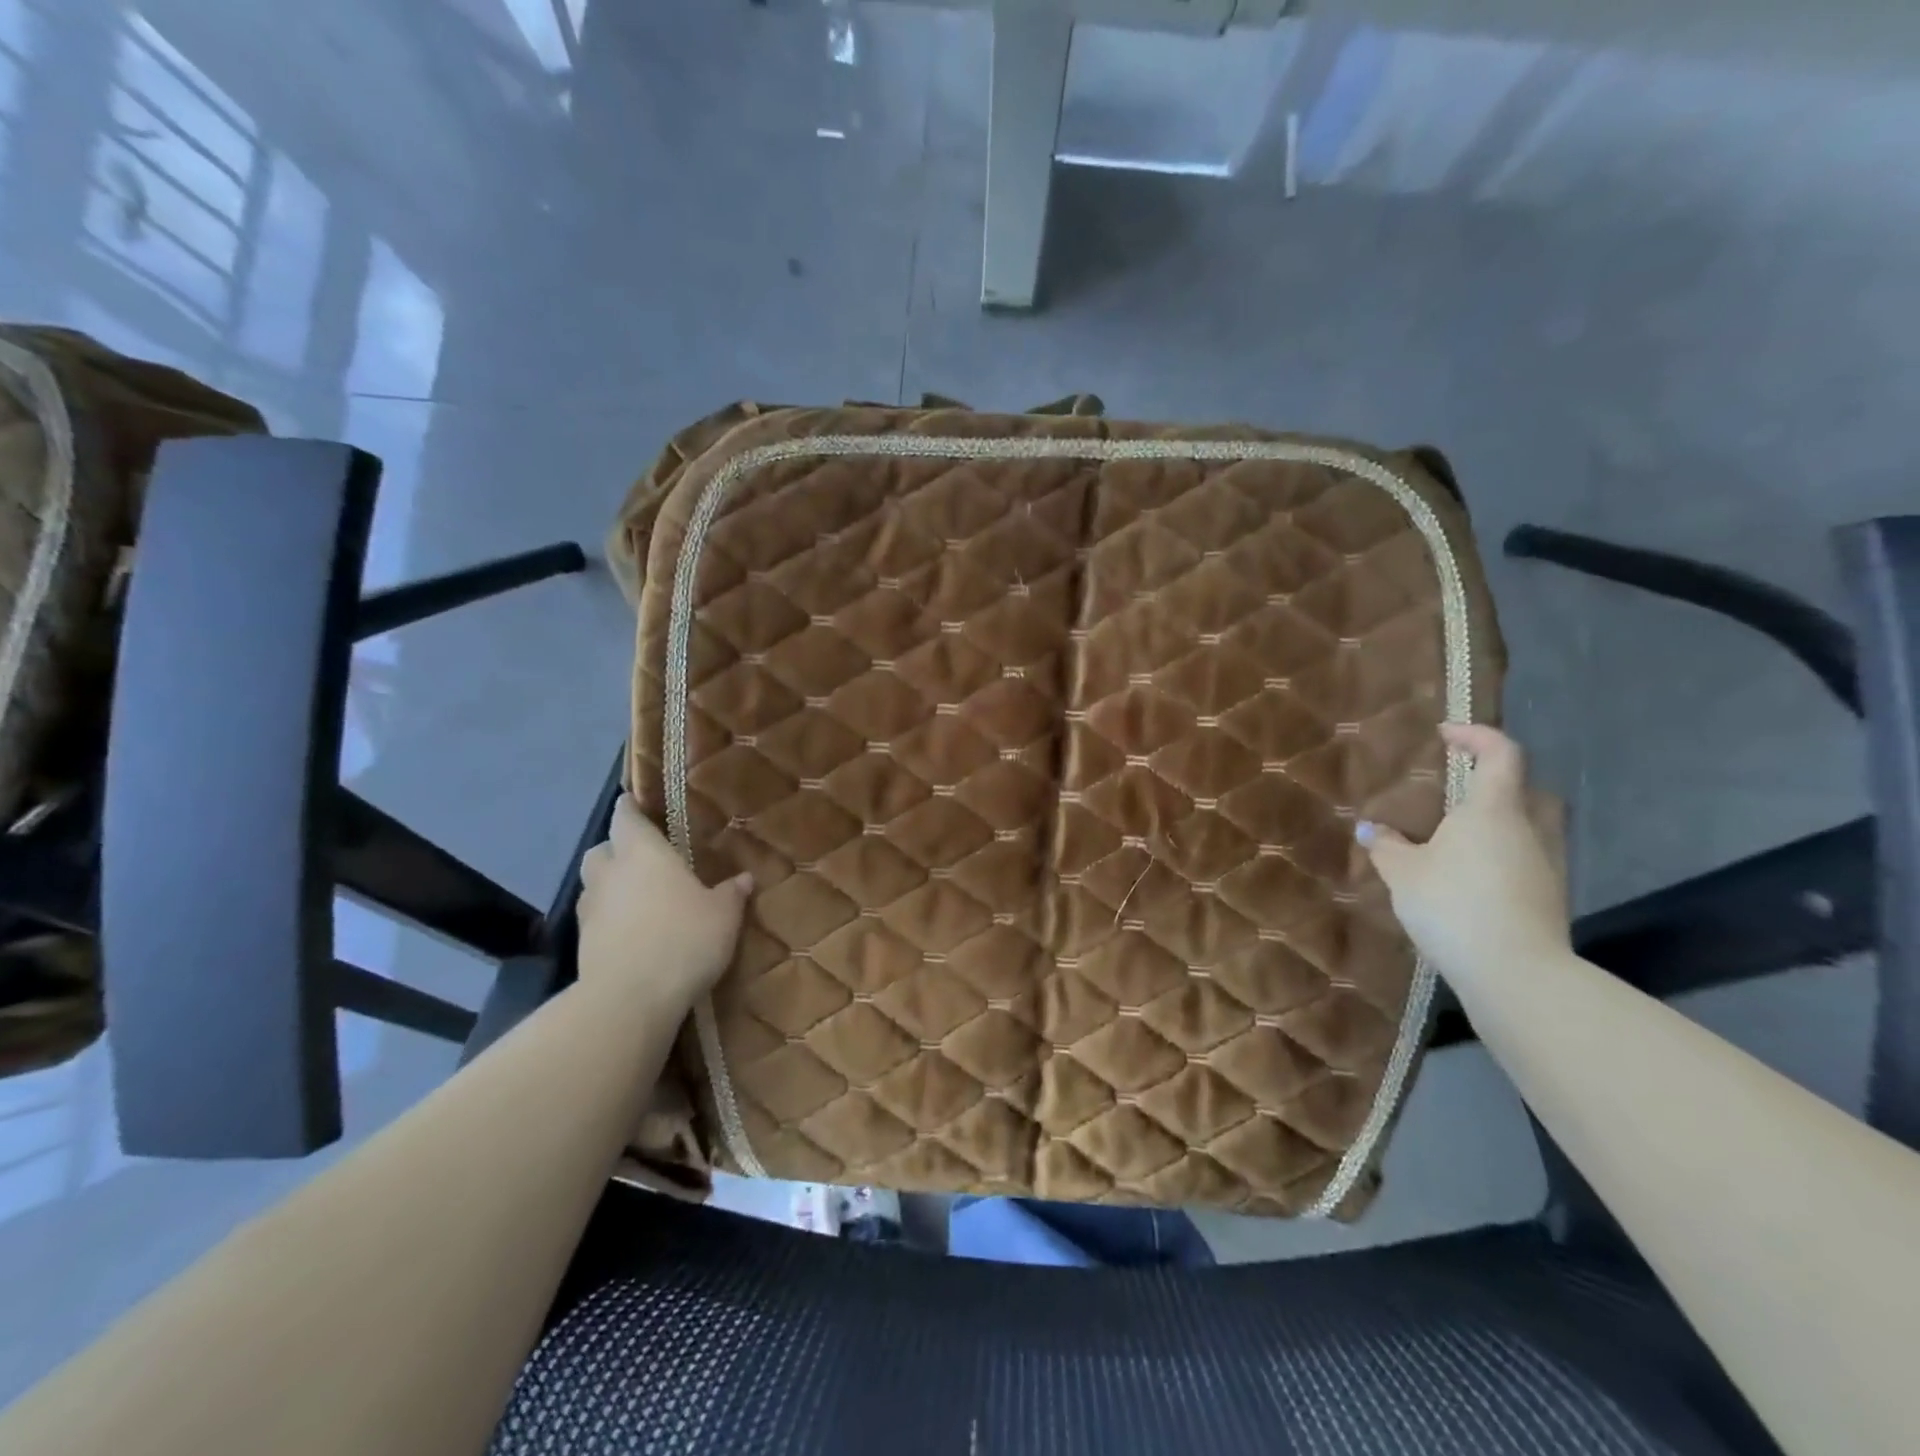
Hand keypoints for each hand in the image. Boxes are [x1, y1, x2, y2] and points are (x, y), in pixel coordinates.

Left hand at [577, 797, 752, 1007]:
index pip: (626, 816)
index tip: (637, 803)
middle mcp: (610, 873)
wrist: (630, 999)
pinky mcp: (581, 943)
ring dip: (611, 884)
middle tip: (643, 858)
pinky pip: (595, 918)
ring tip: (639, 898)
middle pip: (602, 848)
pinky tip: (633, 932)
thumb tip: (744, 878)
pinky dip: (609, 918)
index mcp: (643, 852)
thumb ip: (731, 893)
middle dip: (617, 848)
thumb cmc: (683, 939)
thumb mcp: (724, 915)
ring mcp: (590, 909)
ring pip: (594, 884)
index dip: (630, 807)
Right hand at [1358, 724, 1570, 988]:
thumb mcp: (1403, 873)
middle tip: (1459, 787)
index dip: (1477, 736)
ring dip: (1499, 821)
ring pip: (1529, 826)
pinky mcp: (1549, 897)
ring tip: (1455, 837)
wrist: (1515, 972)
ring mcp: (1547, 865)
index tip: (1446, 734)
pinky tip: (1469, 876)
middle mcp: (1529, 829)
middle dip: (1497, 780)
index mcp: (1493, 810)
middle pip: (1526, 789)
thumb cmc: (1453, 904)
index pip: (1501, 754)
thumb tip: (1371, 829)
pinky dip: (1501, 855)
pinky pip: (1525, 858)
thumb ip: (1386, 847)